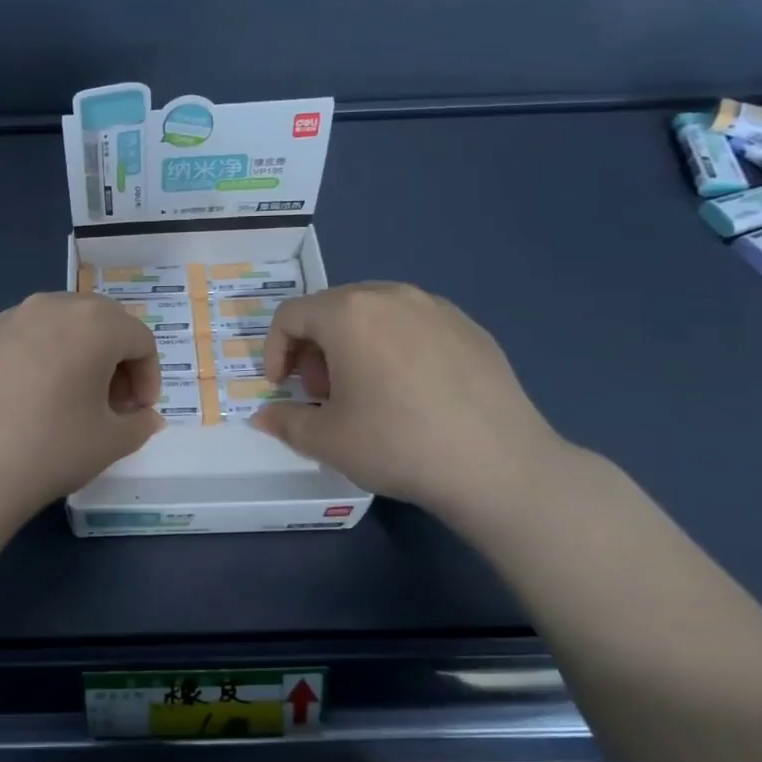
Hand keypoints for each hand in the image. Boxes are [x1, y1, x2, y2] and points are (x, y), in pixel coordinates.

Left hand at [0, 293, 161, 531]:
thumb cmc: (52, 449)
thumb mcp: (110, 442)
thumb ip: (139, 424)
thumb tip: (145, 417)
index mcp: (95, 323)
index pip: (140, 340)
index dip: (149, 377)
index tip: (139, 412)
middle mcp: (54, 305)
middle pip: (102, 322)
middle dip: (117, 360)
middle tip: (112, 403)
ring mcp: (12, 317)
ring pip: (63, 325)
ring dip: (81, 354)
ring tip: (73, 399)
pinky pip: (29, 336)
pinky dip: (45, 356)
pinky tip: (33, 398)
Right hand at [251, 282, 571, 520]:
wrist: (498, 466)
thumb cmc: (397, 444)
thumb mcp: (326, 440)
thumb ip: (284, 422)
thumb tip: (264, 417)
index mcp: (348, 313)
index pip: (290, 316)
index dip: (274, 351)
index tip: (280, 387)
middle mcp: (391, 295)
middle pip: (332, 309)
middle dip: (314, 348)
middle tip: (323, 393)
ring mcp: (437, 308)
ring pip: (375, 314)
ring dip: (354, 345)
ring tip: (366, 391)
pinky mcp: (471, 328)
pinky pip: (414, 326)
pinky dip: (395, 348)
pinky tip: (412, 392)